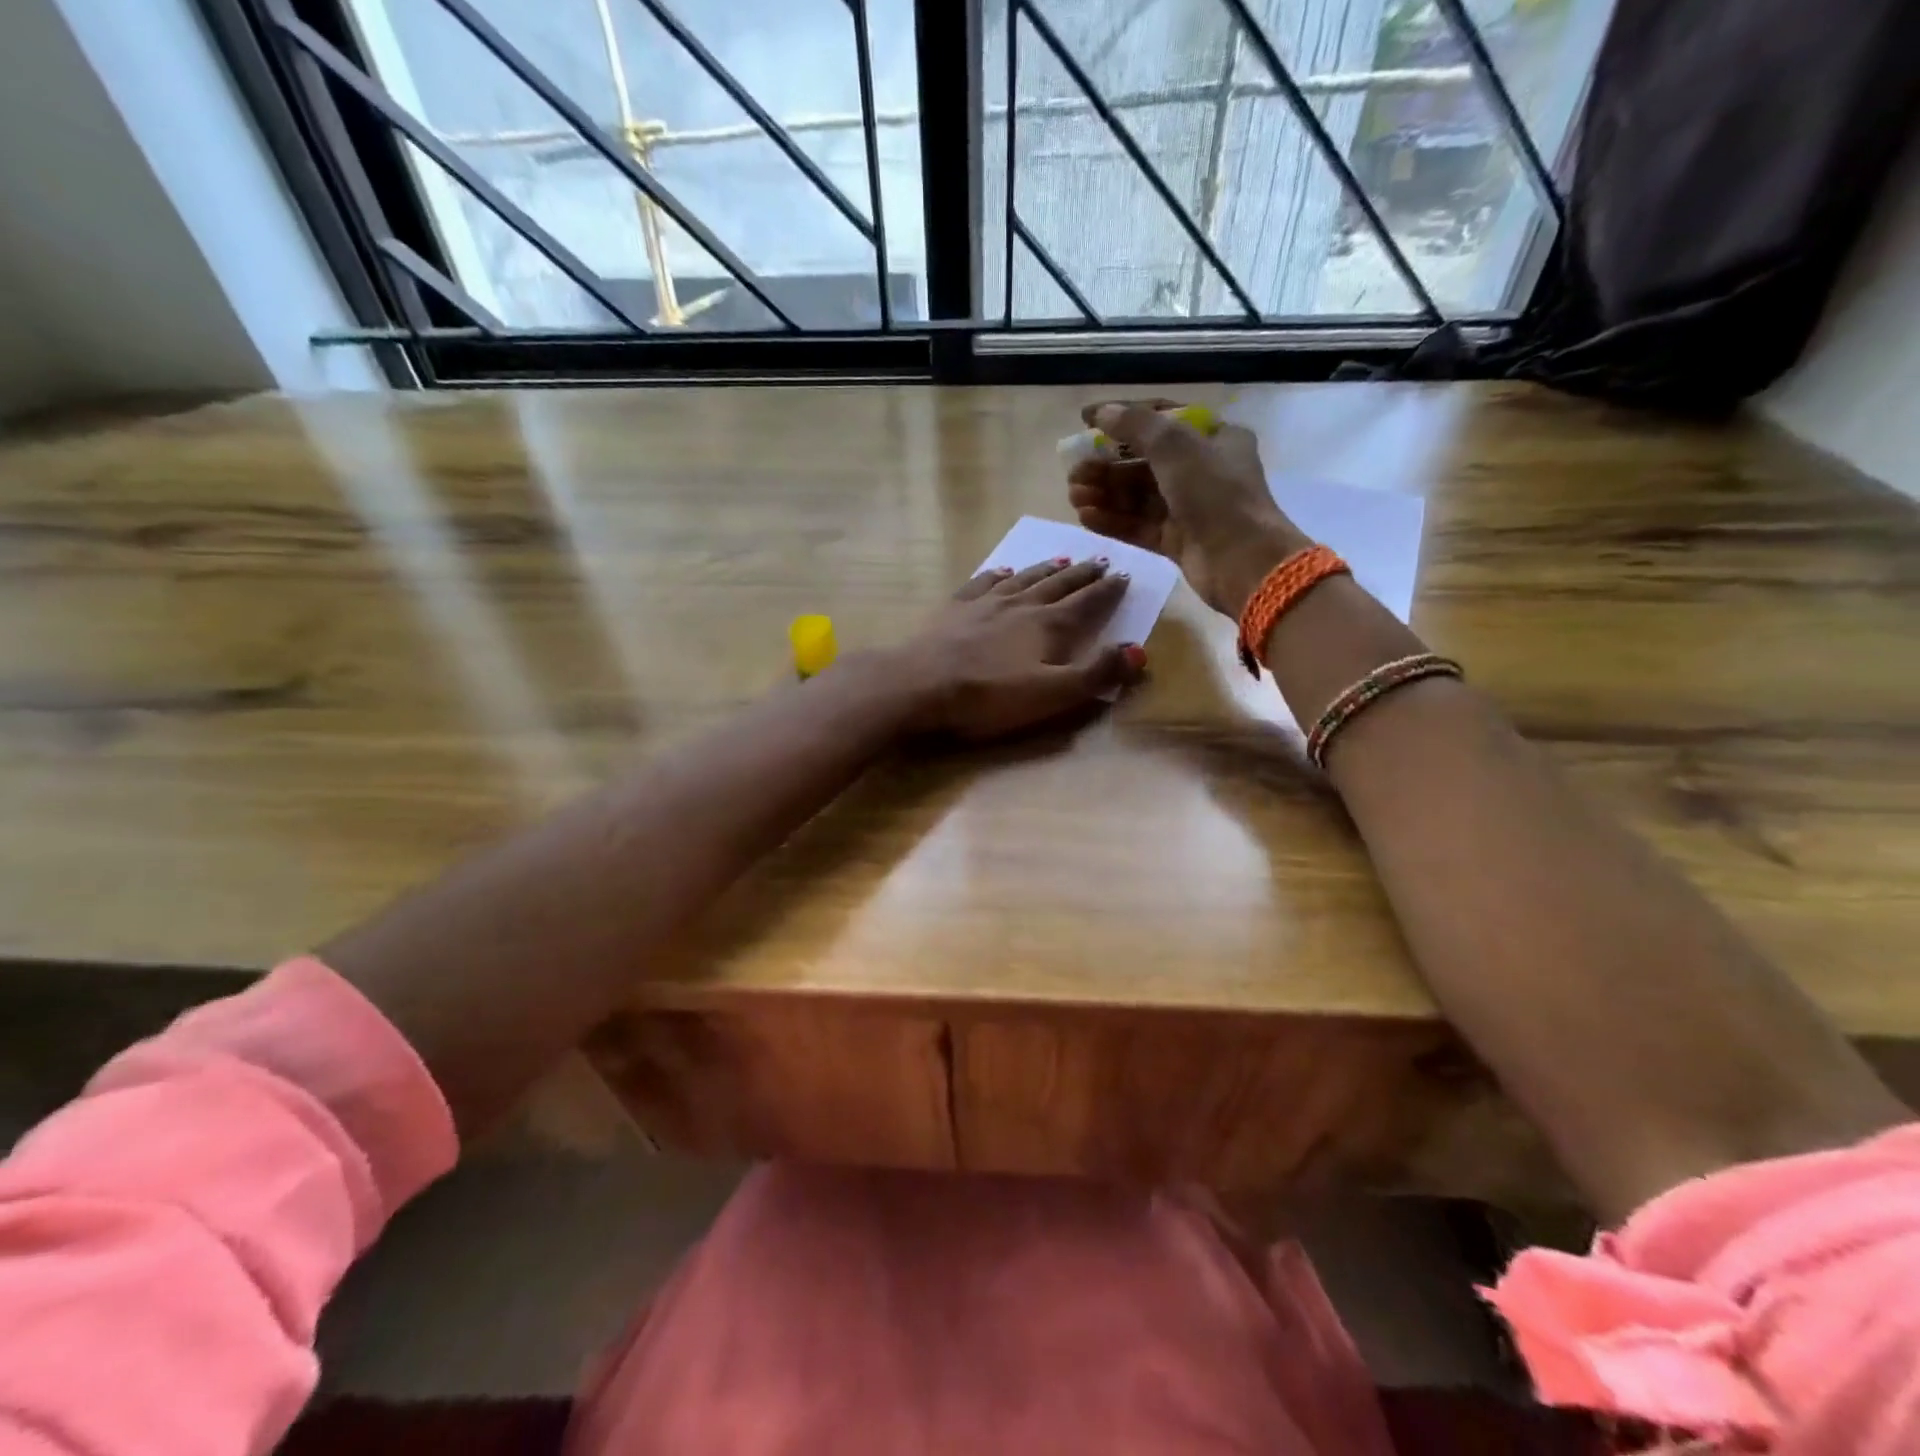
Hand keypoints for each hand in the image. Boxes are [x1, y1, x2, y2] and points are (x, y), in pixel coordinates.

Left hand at [894, 558, 1145, 739]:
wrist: (922, 684)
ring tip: (1063, 560)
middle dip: (1083, 574)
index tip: (1125, 575)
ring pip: (1025, 578)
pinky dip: (1000, 575)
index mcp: (1050, 625)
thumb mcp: (1053, 694)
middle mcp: (1022, 604)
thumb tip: (1139, 652)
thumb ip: (1096, 673)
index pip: (1088, 602)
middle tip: (1101, 560)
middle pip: (1060, 584)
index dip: (1108, 590)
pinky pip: (984, 582)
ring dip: (1047, 569)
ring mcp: (986, 602)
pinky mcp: (956, 608)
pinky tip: (1004, 571)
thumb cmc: (990, 695)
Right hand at [1066, 399, 1310, 617]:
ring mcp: (1189, 508)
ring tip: (1073, 496)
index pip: (1162, 419)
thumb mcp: (1176, 446)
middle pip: (1144, 462)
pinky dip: (1113, 520)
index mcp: (1214, 438)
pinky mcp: (1177, 540)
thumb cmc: (1215, 494)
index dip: (1123, 417)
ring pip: (1138, 496)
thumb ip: (1135, 425)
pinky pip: (1139, 525)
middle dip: (1106, 466)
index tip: (1086, 421)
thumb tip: (1101, 412)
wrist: (1241, 561)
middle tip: (1073, 472)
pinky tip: (1085, 517)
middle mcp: (1202, 471)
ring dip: (1104, 494)